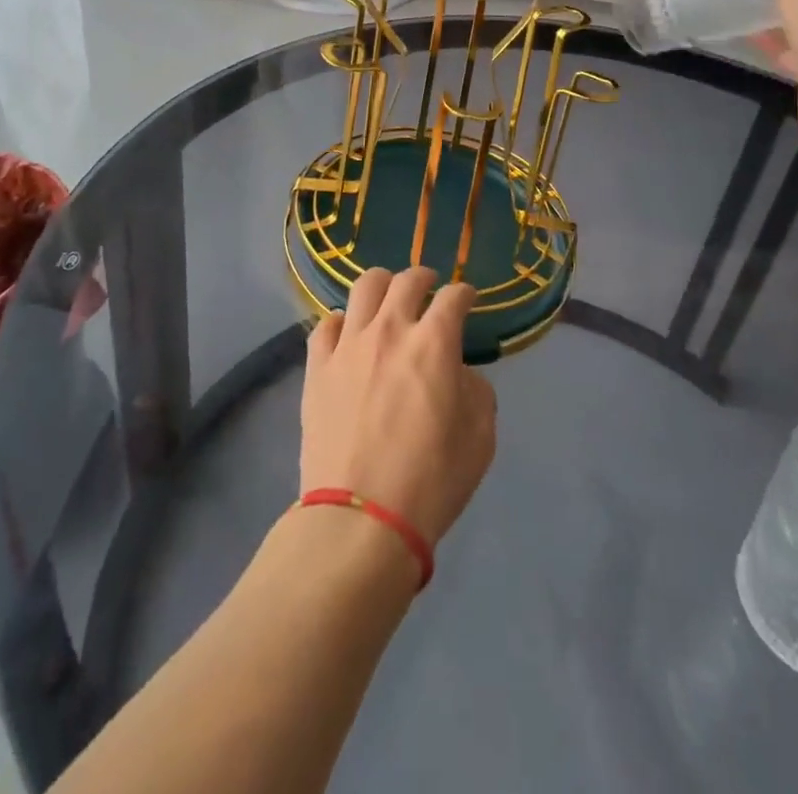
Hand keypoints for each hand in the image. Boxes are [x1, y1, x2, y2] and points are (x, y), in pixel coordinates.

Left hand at [300, 267, 496, 545]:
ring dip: (382, 286)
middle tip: (429, 289)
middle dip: (424, 278)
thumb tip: (458, 372)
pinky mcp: (317, 367)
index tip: (467, 300)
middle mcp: (390, 330)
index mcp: (434, 343)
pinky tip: (349, 336)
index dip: (465, 294)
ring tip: (387, 299)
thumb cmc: (431, 481)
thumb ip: (476, 391)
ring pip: (363, 287)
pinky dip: (343, 323)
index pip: (454, 297)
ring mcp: (348, 345)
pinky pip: (326, 324)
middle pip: (406, 280)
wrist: (361, 519)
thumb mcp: (480, 438)